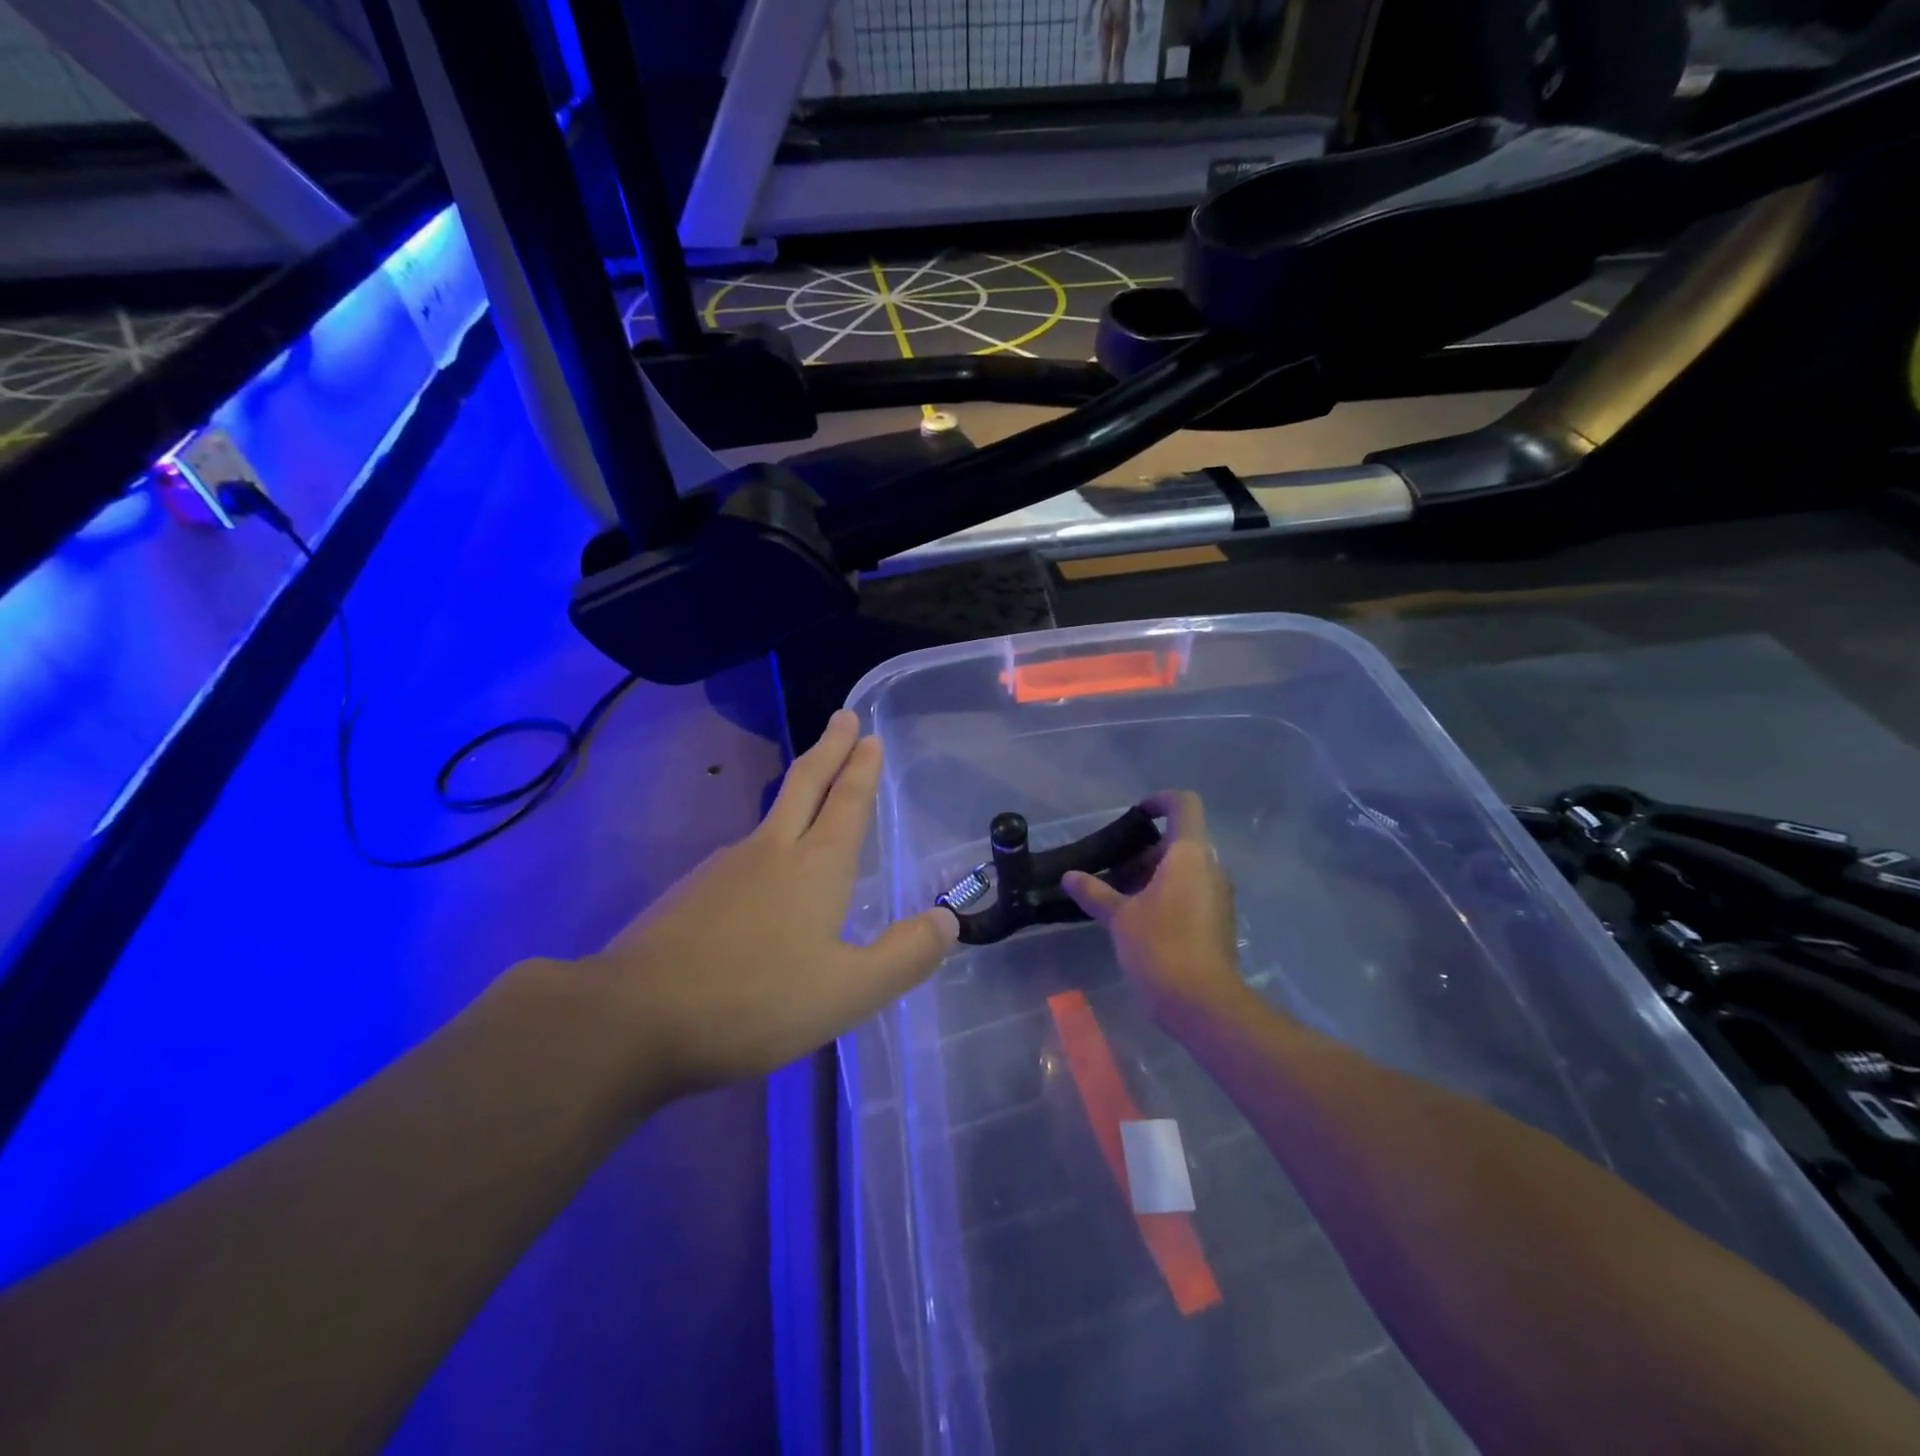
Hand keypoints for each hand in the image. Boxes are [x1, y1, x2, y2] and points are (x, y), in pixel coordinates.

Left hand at [583, 711, 957, 1102]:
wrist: (632, 1019)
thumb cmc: (754, 1000)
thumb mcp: (848, 992)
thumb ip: (904, 957)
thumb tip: (948, 920)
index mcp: (815, 865)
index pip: (847, 801)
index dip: (861, 767)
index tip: (869, 733)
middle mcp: (771, 851)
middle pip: (806, 784)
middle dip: (830, 748)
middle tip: (843, 717)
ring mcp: (724, 868)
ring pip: (771, 817)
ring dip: (798, 792)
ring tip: (813, 796)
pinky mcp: (691, 893)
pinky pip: (743, 855)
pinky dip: (766, 844)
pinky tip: (762, 876)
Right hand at [1063, 792, 1254, 1030]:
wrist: (1203, 1004)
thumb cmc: (1160, 946)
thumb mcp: (1119, 917)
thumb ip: (1095, 891)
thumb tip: (1069, 876)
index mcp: (1189, 855)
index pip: (1184, 805)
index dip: (1161, 801)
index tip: (1136, 815)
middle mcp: (1211, 869)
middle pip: (1181, 842)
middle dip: (1146, 850)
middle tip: (1114, 869)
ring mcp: (1219, 897)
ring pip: (1186, 870)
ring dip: (1155, 875)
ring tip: (1120, 897)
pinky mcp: (1219, 923)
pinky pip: (1192, 893)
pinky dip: (1167, 895)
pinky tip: (1139, 920)